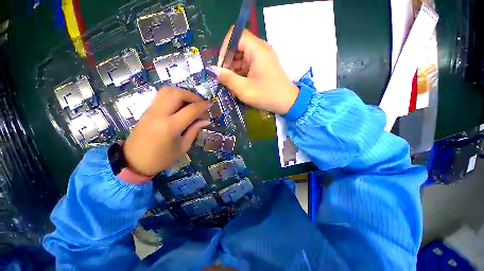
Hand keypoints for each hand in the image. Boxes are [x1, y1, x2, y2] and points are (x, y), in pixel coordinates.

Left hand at [123, 87, 210, 175]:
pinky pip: (162, 95)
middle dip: (192, 96)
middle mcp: (159, 114)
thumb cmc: (162, 158)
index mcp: (170, 127)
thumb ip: (195, 130)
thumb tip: (206, 120)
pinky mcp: (147, 109)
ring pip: (168, 90)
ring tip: (191, 102)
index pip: (190, 110)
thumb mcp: (183, 146)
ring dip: (182, 93)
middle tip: (200, 103)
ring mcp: (151, 110)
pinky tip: (180, 104)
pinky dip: (174, 95)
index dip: (203, 106)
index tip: (210, 105)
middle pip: (177, 93)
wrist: (135, 161)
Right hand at [208, 27, 298, 114]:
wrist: (288, 103)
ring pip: (242, 58)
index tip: (221, 66)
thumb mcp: (244, 89)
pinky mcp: (263, 67)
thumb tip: (212, 70)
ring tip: (232, 86)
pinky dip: (241, 75)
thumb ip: (227, 78)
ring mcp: (262, 59)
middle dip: (228, 63)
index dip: (225, 48)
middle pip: (238, 48)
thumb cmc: (267, 95)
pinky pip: (248, 66)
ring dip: (234, 71)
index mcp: (257, 50)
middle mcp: (260, 50)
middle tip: (225, 79)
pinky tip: (239, 87)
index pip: (236, 35)